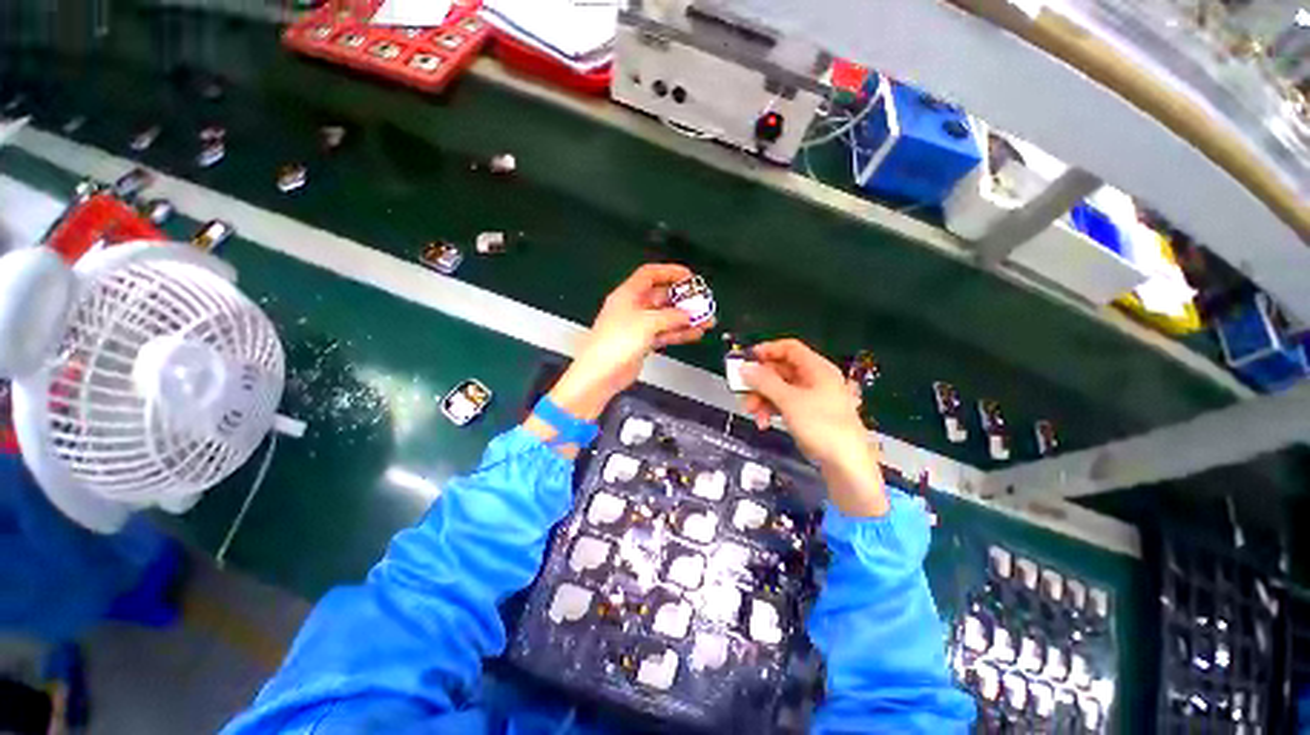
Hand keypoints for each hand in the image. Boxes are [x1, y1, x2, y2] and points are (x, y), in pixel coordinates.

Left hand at [529, 264, 712, 451]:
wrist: (601, 373)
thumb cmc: (616, 342)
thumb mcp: (647, 322)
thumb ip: (670, 316)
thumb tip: (687, 314)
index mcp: (628, 294)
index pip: (650, 274)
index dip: (670, 272)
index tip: (689, 277)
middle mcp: (633, 308)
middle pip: (661, 297)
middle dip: (683, 299)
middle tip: (702, 302)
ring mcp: (638, 326)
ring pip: (666, 317)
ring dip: (685, 318)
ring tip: (706, 320)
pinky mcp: (642, 343)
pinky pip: (665, 334)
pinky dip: (679, 333)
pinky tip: (695, 333)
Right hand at [740, 339, 886, 516]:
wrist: (846, 465)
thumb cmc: (821, 426)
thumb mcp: (789, 401)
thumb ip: (764, 382)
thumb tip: (744, 367)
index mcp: (817, 369)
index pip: (789, 348)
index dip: (767, 350)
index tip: (746, 360)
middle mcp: (814, 379)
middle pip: (780, 370)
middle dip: (759, 382)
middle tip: (742, 393)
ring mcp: (811, 398)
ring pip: (779, 389)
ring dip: (762, 399)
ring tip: (752, 413)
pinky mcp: (808, 414)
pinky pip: (784, 404)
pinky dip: (772, 410)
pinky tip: (764, 423)